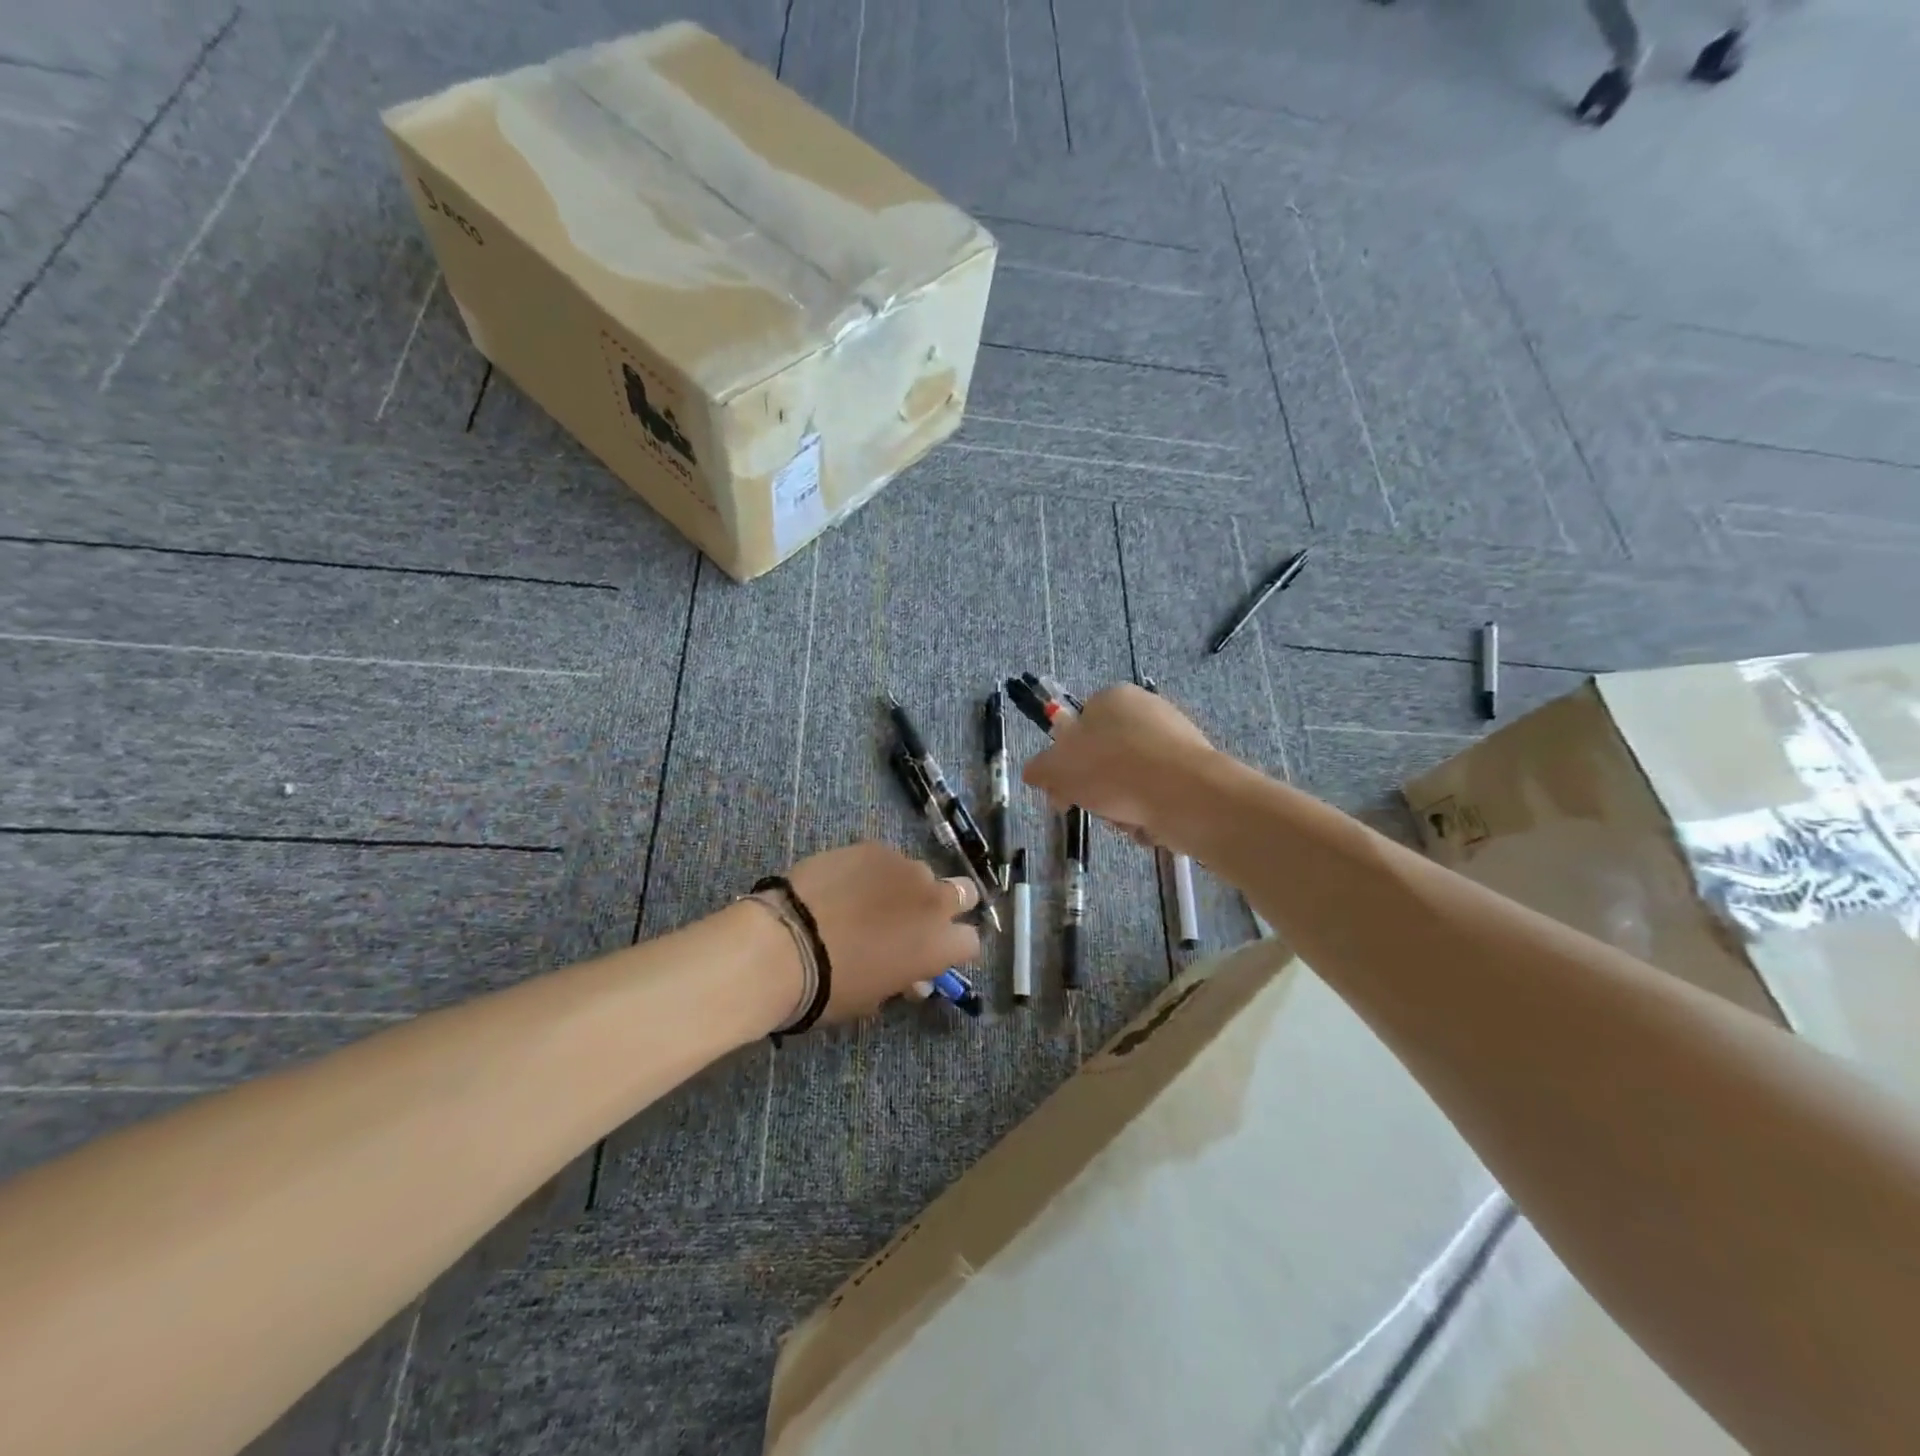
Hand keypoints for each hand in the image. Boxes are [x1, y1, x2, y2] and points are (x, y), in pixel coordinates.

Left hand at [787, 842, 982, 1021]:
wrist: (787, 943)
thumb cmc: (832, 986)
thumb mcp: (875, 997)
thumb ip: (903, 979)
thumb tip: (913, 977)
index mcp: (941, 944)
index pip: (970, 942)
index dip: (953, 948)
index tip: (932, 954)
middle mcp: (934, 900)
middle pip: (963, 893)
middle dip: (947, 905)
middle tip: (915, 919)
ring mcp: (904, 867)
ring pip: (920, 873)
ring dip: (906, 887)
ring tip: (871, 899)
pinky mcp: (874, 847)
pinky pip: (885, 858)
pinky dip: (874, 871)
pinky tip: (846, 884)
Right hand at [1022, 684, 1213, 846]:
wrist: (1186, 795)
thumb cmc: (1113, 770)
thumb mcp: (1058, 769)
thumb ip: (1041, 769)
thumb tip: (1034, 771)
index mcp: (1113, 698)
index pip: (1079, 727)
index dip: (1066, 761)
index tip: (1062, 790)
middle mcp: (1147, 710)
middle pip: (1105, 758)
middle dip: (1096, 790)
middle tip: (1093, 808)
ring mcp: (1175, 740)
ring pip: (1132, 781)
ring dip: (1122, 807)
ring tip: (1127, 819)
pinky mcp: (1196, 771)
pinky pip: (1160, 795)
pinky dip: (1151, 814)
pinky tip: (1152, 824)